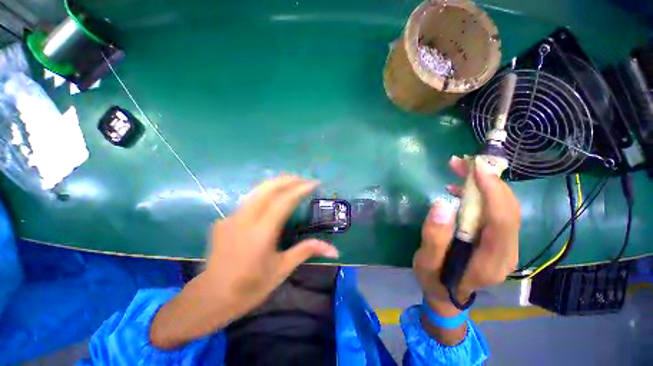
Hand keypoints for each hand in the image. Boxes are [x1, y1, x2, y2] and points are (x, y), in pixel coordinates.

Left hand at [150, 176, 338, 348]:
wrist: (211, 297)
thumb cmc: (250, 287)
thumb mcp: (282, 269)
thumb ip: (307, 251)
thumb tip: (334, 250)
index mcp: (261, 233)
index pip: (284, 201)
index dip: (300, 189)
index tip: (314, 183)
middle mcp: (244, 220)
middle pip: (268, 188)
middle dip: (288, 180)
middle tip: (304, 179)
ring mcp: (231, 218)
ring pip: (256, 191)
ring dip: (276, 184)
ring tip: (291, 183)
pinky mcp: (224, 220)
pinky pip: (248, 201)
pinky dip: (264, 195)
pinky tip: (272, 199)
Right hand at [413, 156, 519, 315]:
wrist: (447, 294)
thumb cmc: (434, 279)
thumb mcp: (426, 262)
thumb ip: (433, 237)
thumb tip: (441, 204)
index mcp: (491, 260)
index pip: (502, 220)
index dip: (493, 191)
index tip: (476, 168)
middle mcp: (507, 251)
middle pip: (508, 209)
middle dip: (489, 181)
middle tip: (463, 163)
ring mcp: (505, 244)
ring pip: (504, 206)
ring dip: (485, 184)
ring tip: (459, 169)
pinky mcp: (497, 238)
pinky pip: (495, 210)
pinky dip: (480, 194)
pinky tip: (459, 189)